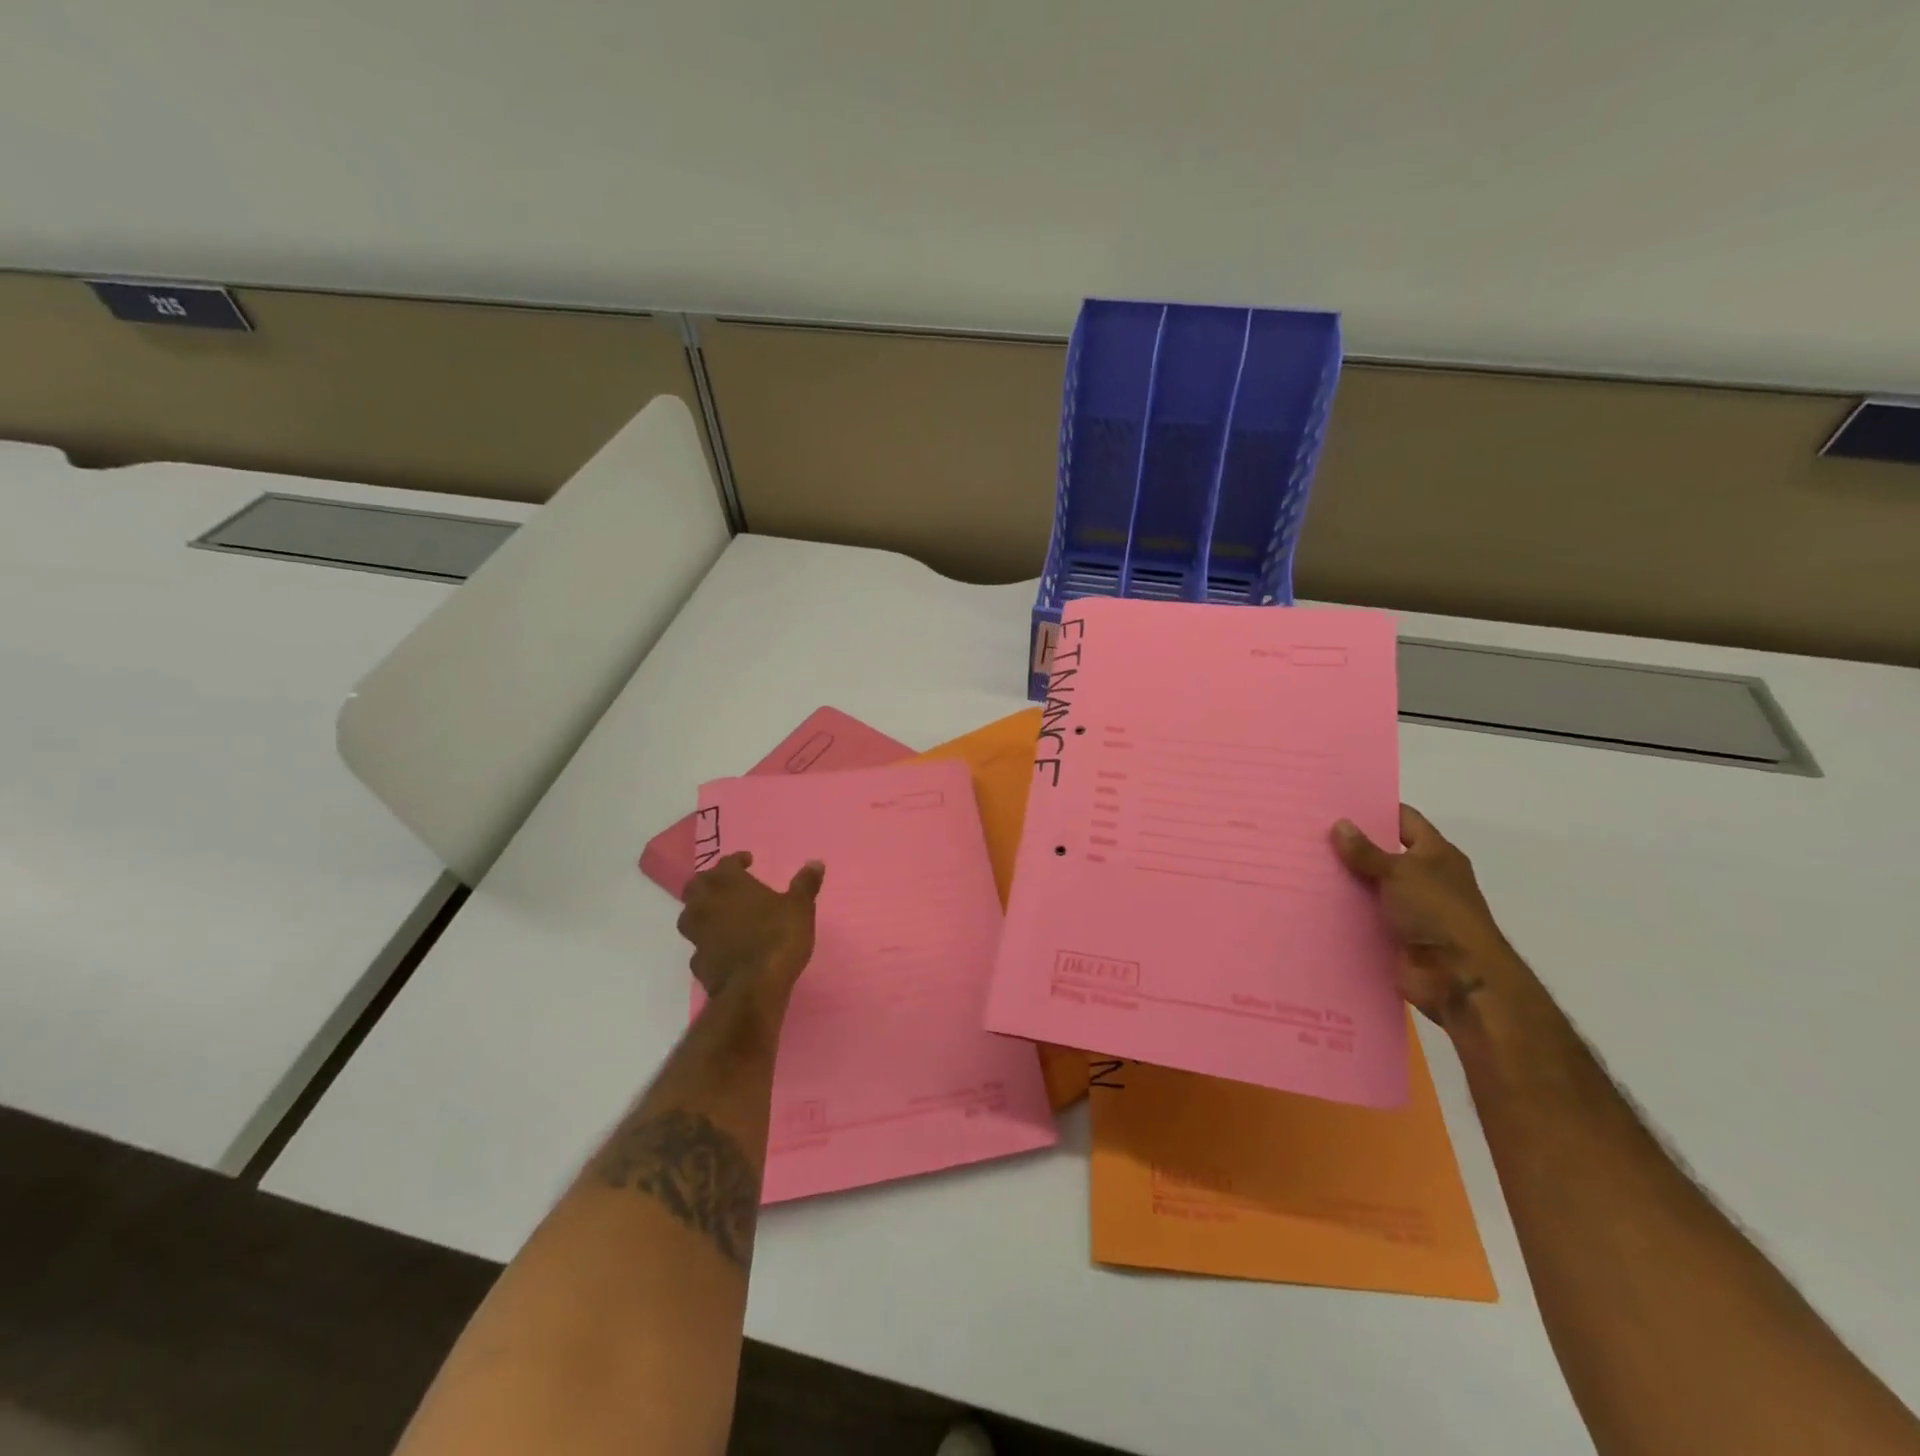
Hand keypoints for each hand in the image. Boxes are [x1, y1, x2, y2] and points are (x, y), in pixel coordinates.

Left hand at [677, 852, 823, 1000]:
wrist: (754, 987)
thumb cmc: (778, 937)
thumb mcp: (800, 907)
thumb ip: (805, 884)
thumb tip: (815, 862)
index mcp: (729, 884)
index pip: (725, 863)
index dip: (736, 860)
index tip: (748, 861)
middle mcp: (707, 905)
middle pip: (696, 885)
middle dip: (709, 881)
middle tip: (726, 885)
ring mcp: (698, 935)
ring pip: (688, 915)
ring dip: (700, 911)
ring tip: (718, 914)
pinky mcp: (698, 962)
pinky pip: (697, 946)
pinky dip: (706, 942)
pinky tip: (720, 947)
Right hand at [1331, 806, 1532, 1029]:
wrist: (1457, 977)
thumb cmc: (1436, 912)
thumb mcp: (1400, 872)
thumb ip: (1367, 851)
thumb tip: (1340, 824)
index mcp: (1436, 854)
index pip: (1404, 820)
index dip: (1375, 810)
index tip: (1337, 803)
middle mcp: (1424, 877)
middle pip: (1383, 852)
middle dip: (1350, 845)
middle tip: (1309, 832)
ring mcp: (1409, 908)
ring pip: (1369, 885)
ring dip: (1344, 879)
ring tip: (1301, 863)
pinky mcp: (1394, 934)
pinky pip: (1364, 914)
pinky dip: (1343, 909)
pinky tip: (1311, 899)